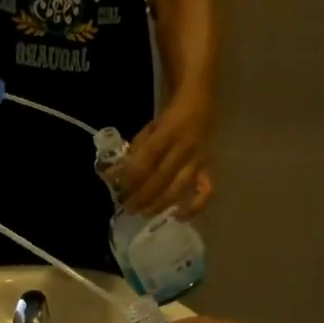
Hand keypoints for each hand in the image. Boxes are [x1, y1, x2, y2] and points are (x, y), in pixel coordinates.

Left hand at [120, 94, 210, 213]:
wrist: (200, 106)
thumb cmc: (168, 120)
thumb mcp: (148, 129)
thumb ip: (134, 152)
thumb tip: (115, 176)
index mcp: (168, 131)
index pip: (148, 158)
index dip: (132, 176)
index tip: (119, 189)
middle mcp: (185, 147)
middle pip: (162, 177)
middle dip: (143, 196)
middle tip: (128, 208)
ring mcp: (199, 160)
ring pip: (180, 188)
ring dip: (160, 204)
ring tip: (145, 213)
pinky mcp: (208, 170)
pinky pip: (204, 192)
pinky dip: (193, 207)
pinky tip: (178, 216)